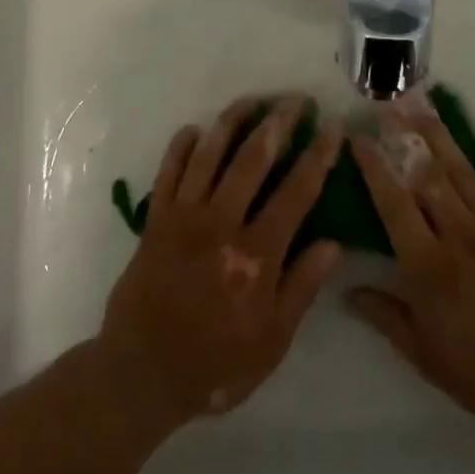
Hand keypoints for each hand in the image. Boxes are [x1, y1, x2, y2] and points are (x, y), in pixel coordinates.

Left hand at [99, 95, 343, 425]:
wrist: (141, 374)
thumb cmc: (215, 364)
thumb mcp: (272, 341)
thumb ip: (301, 287)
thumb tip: (333, 242)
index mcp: (256, 255)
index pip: (296, 193)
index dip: (317, 156)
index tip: (333, 127)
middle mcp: (220, 225)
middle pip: (253, 161)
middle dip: (278, 124)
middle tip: (296, 99)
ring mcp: (183, 219)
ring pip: (209, 157)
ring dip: (230, 124)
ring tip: (251, 100)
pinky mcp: (154, 222)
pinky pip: (167, 174)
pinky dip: (179, 149)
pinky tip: (192, 129)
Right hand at [348, 105, 474, 443]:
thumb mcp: (428, 358)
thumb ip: (388, 319)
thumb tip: (349, 291)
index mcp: (427, 266)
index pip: (392, 206)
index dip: (373, 169)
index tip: (358, 139)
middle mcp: (458, 235)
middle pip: (426, 177)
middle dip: (404, 139)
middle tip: (387, 107)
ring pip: (463, 173)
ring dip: (441, 138)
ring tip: (424, 107)